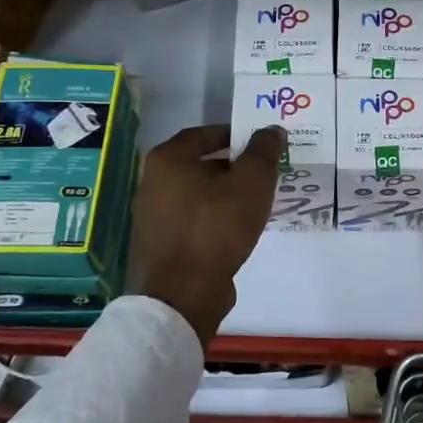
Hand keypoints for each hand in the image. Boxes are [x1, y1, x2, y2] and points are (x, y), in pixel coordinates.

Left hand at [134, 123, 283, 343]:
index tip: (255, 141)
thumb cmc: (217, 226)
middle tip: (260, 172)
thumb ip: (263, 151)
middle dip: (230, 166)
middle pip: (197, 165)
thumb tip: (271, 130)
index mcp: (167, 161)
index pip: (200, 134)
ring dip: (222, 194)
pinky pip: (190, 221)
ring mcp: (151, 218)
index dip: (230, 134)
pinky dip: (212, 218)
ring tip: (253, 202)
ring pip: (195, 195)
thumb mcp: (252, 181)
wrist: (186, 292)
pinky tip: (236, 230)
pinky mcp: (158, 246)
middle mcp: (151, 184)